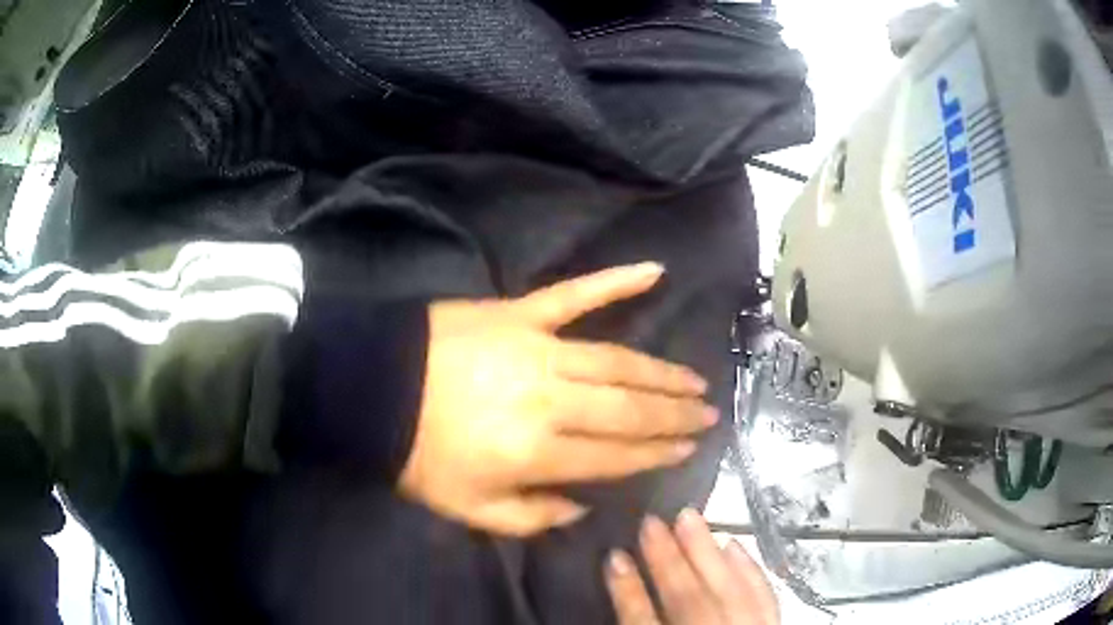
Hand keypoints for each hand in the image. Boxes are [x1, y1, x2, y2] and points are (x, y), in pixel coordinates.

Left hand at [399, 263, 717, 536]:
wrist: (370, 389)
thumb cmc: (417, 454)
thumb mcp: (469, 509)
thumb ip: (533, 517)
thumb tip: (583, 504)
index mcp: (537, 452)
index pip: (616, 455)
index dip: (657, 453)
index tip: (689, 449)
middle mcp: (552, 399)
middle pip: (629, 408)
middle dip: (674, 414)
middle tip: (708, 414)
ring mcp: (539, 347)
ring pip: (618, 360)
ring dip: (662, 372)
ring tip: (695, 380)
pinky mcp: (522, 312)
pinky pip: (576, 293)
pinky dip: (615, 279)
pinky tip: (655, 270)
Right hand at [605, 510, 779, 624]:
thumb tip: (621, 596)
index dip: (628, 594)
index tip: (613, 558)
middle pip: (690, 604)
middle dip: (668, 564)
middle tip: (650, 523)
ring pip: (729, 594)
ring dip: (707, 556)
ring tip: (689, 518)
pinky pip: (766, 599)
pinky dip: (750, 571)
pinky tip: (735, 546)